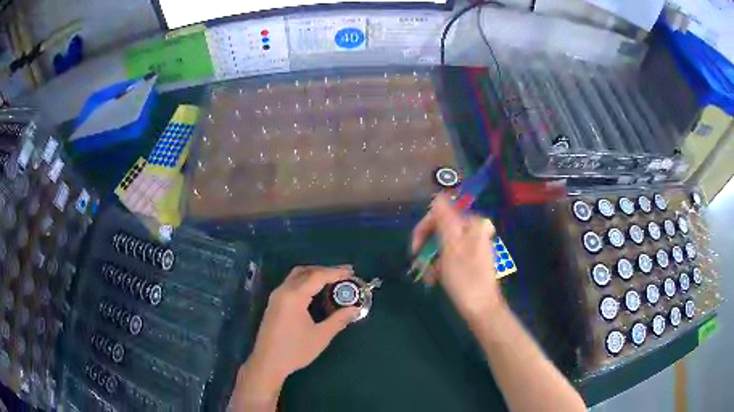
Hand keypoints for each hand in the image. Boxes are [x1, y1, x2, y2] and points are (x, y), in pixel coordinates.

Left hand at [232, 266, 359, 410]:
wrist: (268, 362)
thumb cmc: (295, 350)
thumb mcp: (320, 336)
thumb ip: (338, 320)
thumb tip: (355, 309)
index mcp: (294, 296)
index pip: (317, 277)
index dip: (335, 273)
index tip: (351, 272)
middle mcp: (283, 291)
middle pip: (305, 271)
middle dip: (325, 270)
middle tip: (343, 275)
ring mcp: (276, 296)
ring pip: (296, 276)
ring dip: (314, 274)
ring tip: (332, 281)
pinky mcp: (273, 303)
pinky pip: (291, 284)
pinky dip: (305, 282)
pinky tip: (315, 292)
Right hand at [411, 193, 504, 321]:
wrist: (482, 308)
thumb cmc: (465, 279)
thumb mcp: (452, 247)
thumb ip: (445, 219)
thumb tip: (438, 195)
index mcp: (472, 224)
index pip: (440, 214)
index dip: (424, 229)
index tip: (415, 250)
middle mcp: (474, 230)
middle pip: (441, 229)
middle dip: (428, 248)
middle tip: (420, 266)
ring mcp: (473, 244)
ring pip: (443, 244)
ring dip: (432, 259)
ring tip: (430, 277)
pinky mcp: (471, 258)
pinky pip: (450, 254)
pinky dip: (440, 265)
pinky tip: (436, 278)